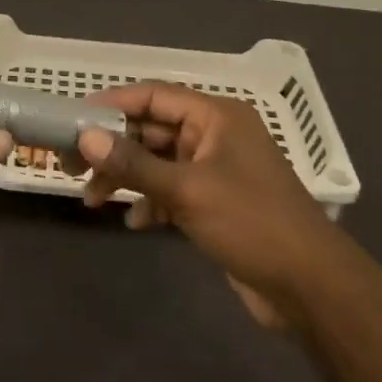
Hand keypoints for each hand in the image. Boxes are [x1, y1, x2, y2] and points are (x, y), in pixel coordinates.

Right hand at [71, 82, 337, 328]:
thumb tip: (86, 137)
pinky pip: (172, 191)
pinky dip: (151, 202)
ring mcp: (217, 170)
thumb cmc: (250, 223)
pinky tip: (134, 222)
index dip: (113, 103)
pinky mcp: (217, 203)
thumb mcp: (187, 190)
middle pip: (153, 129)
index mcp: (216, 117)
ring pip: (159, 162)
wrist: (309, 286)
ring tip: (92, 200)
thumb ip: (133, 164)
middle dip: (114, 147)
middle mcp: (216, 135)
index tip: (74, 118)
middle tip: (72, 164)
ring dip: (127, 177)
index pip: (155, 95)